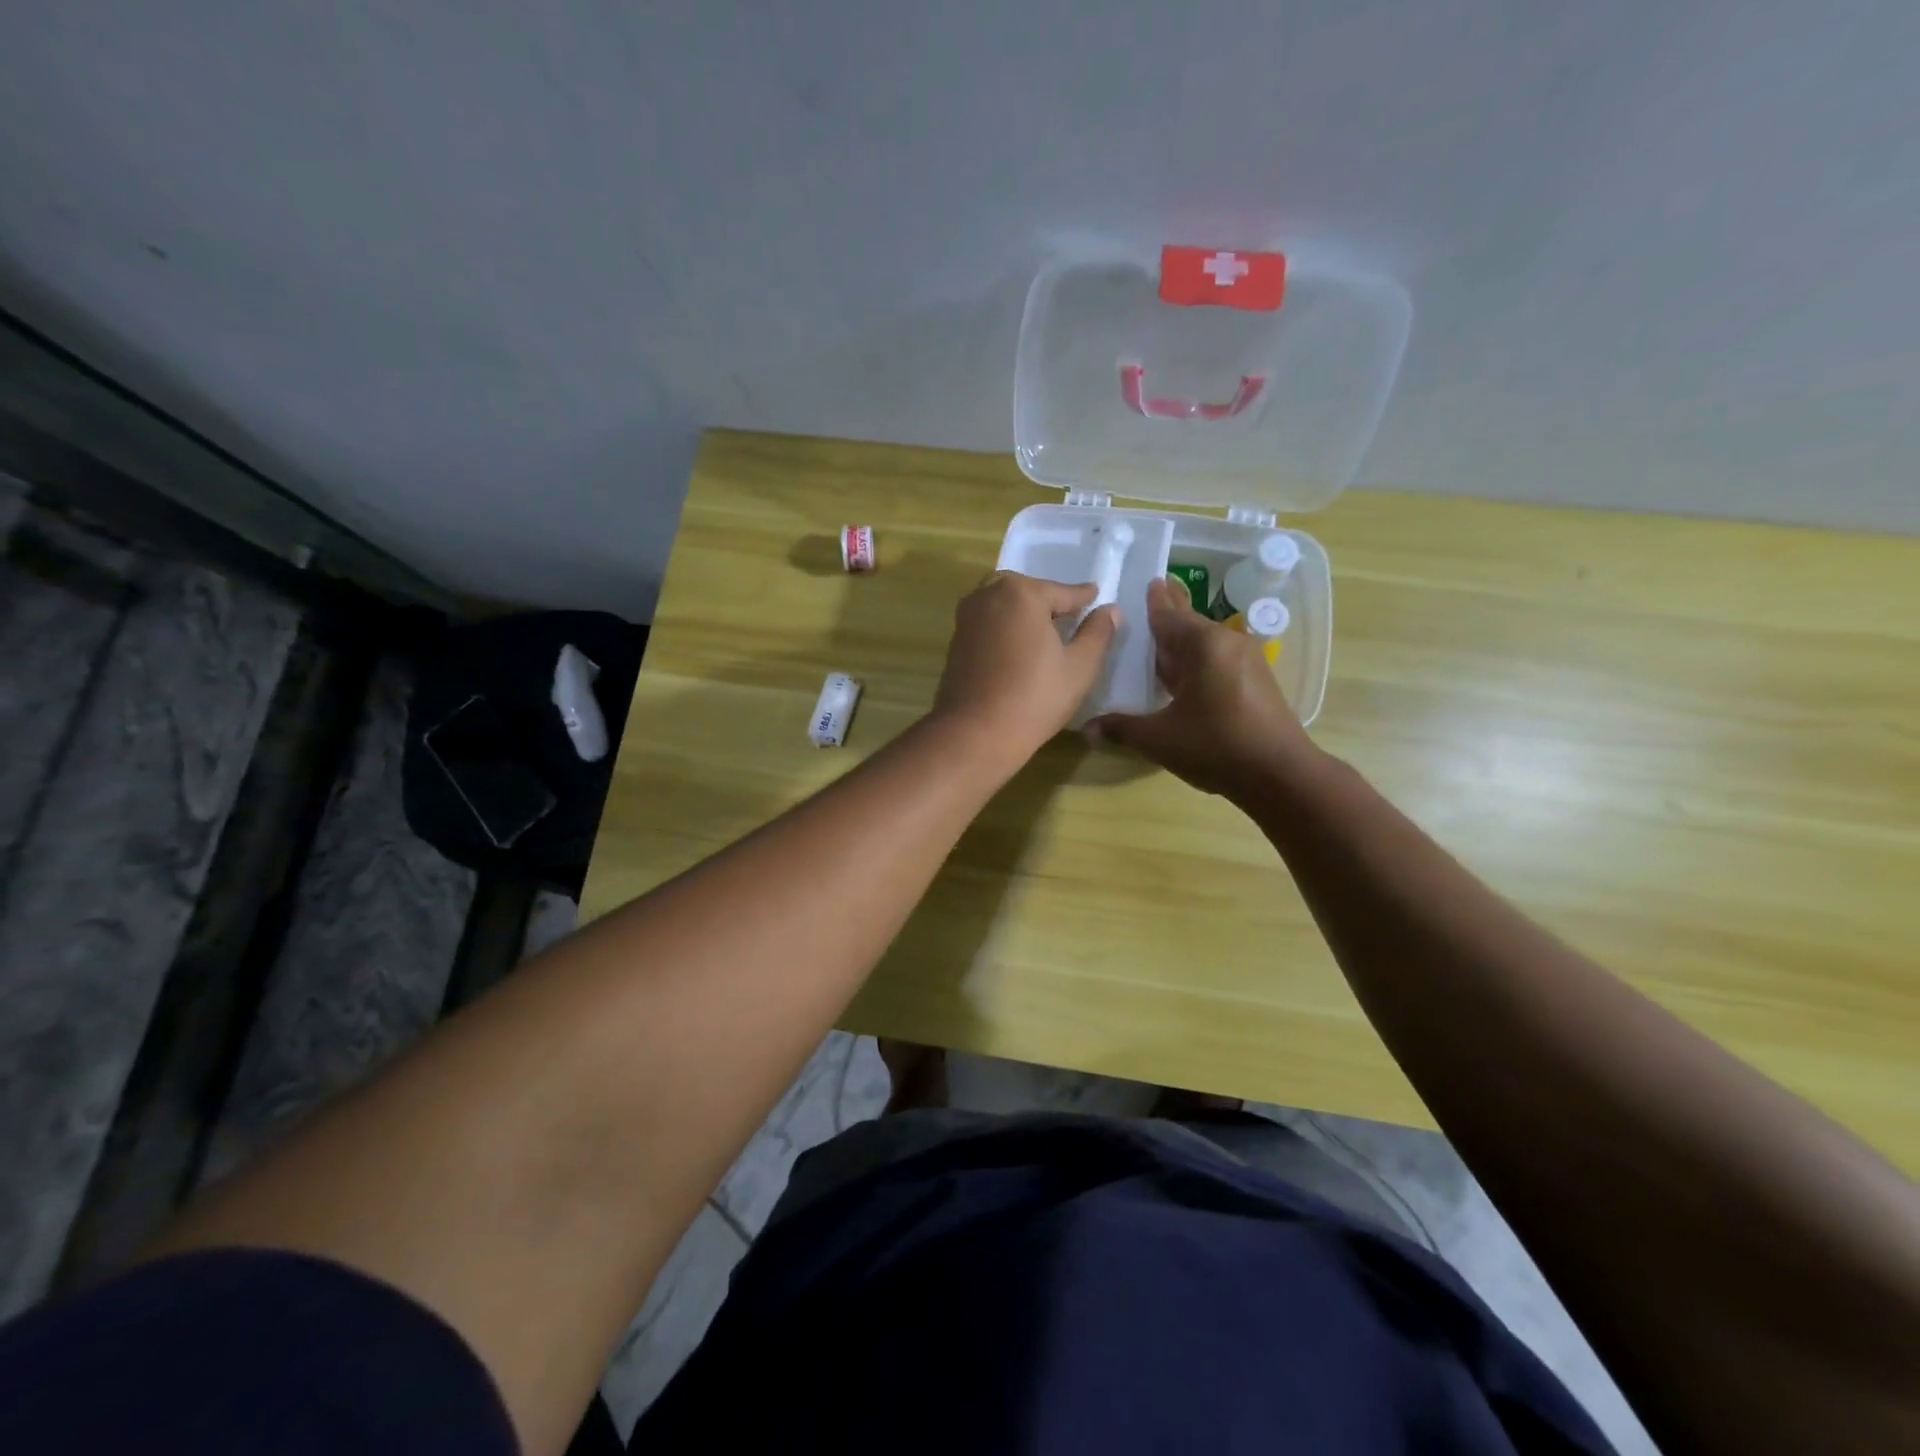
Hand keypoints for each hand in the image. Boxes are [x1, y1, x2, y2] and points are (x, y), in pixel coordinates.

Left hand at [931, 572, 1119, 762]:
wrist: (976, 732)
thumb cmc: (1035, 698)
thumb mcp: (1080, 667)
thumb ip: (1097, 633)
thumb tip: (1110, 609)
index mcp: (1022, 593)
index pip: (1062, 592)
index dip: (1083, 597)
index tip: (1095, 595)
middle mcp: (989, 595)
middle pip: (1027, 590)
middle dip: (1047, 600)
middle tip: (1068, 614)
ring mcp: (967, 617)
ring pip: (1002, 603)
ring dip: (1023, 611)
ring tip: (1043, 629)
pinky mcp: (956, 640)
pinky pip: (987, 622)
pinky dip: (1004, 626)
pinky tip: (1017, 645)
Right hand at [1088, 577, 1320, 799]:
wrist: (1280, 775)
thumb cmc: (1216, 746)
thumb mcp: (1159, 739)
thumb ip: (1122, 728)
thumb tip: (1087, 728)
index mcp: (1203, 645)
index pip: (1168, 615)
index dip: (1153, 601)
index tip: (1147, 580)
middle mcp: (1227, 643)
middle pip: (1189, 624)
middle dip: (1168, 615)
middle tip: (1150, 598)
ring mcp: (1246, 661)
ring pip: (1204, 644)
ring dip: (1180, 644)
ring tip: (1156, 643)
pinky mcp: (1256, 681)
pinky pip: (1217, 661)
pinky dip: (1196, 662)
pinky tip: (1181, 676)